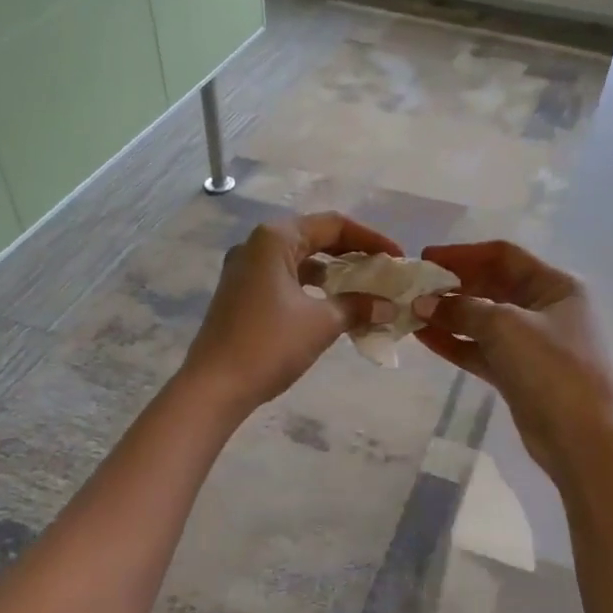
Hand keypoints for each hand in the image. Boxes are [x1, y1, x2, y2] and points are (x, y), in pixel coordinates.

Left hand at [182, 212, 402, 416]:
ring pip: (300, 261)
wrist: (214, 387)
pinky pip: (285, 281)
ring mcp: (244, 271)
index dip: (371, 239)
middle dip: (353, 255)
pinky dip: (312, 290)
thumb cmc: (270, 345)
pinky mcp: (241, 295)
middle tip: (384, 274)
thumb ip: (358, 306)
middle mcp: (256, 246)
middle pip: (315, 239)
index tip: (398, 259)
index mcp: (274, 239)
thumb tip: (387, 306)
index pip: (333, 225)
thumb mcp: (321, 322)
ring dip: (333, 275)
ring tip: (365, 292)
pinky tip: (333, 308)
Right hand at [412, 240, 612, 480]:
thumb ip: (461, 310)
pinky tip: (423, 337)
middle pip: (491, 286)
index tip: (425, 259)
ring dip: (449, 315)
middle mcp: (545, 308)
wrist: (581, 437)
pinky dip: (454, 342)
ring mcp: (531, 343)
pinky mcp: (517, 373)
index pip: (503, 256)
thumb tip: (423, 304)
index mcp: (555, 286)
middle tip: (413, 289)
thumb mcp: (505, 326)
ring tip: (410, 313)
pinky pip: (480, 349)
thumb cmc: (551, 368)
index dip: (463, 254)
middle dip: (453, 287)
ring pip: (483, 320)